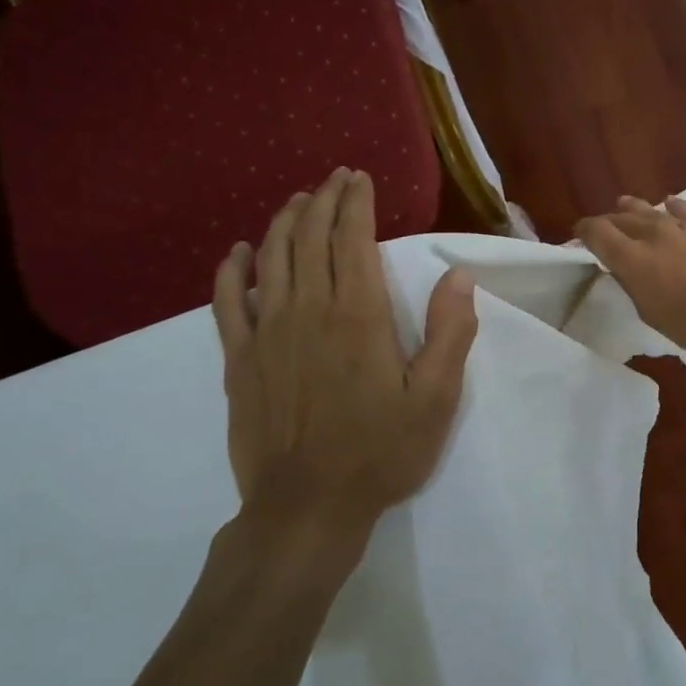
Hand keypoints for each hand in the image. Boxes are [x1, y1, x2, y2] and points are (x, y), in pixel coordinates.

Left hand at [211, 170, 477, 565]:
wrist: (306, 508)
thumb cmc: (380, 452)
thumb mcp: (436, 399)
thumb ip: (449, 333)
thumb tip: (458, 275)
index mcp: (358, 316)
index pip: (352, 240)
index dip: (355, 203)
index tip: (358, 177)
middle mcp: (308, 311)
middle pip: (309, 239)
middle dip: (322, 201)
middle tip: (333, 180)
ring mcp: (266, 334)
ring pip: (270, 260)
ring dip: (283, 223)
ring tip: (296, 201)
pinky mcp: (239, 361)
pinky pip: (227, 303)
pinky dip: (231, 271)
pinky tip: (236, 253)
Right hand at [573, 195, 685, 366]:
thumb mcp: (650, 313)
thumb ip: (632, 284)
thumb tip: (623, 268)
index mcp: (632, 258)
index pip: (596, 232)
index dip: (584, 232)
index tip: (580, 238)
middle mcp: (653, 234)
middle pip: (621, 218)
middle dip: (608, 223)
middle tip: (603, 231)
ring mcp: (682, 227)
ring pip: (649, 209)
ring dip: (634, 209)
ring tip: (624, 206)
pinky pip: (682, 210)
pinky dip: (670, 207)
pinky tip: (668, 205)